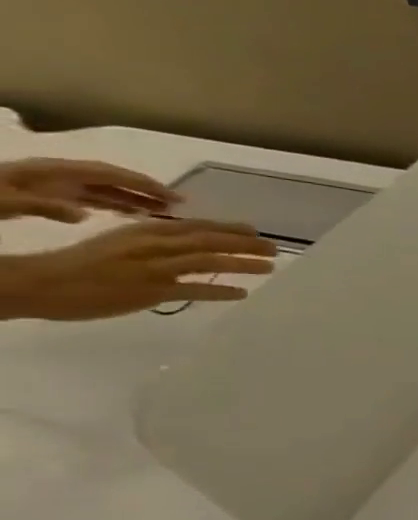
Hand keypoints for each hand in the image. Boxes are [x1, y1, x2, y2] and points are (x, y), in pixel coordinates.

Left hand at [0, 159, 180, 222]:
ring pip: (99, 190)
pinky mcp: (39, 198)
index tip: (175, 197)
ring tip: (159, 212)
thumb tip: (84, 214)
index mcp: (47, 173)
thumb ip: (40, 206)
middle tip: (178, 205)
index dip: (143, 184)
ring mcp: (45, 186)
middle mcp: (51, 176)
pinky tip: (121, 216)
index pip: (107, 174)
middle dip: (143, 190)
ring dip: (130, 198)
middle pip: (107, 179)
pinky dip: (109, 205)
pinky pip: (85, 199)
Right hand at [0, 218, 276, 320]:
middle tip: (274, 248)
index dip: (229, 227)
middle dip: (246, 243)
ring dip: (242, 263)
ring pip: (208, 261)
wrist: (40, 283)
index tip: (255, 230)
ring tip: (269, 267)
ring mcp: (153, 268)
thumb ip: (155, 241)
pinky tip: (242, 293)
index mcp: (144, 231)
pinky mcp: (150, 291)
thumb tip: (190, 243)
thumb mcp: (121, 242)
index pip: (196, 226)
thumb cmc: (82, 264)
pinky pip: (194, 290)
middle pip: (209, 241)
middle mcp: (153, 245)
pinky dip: (220, 291)